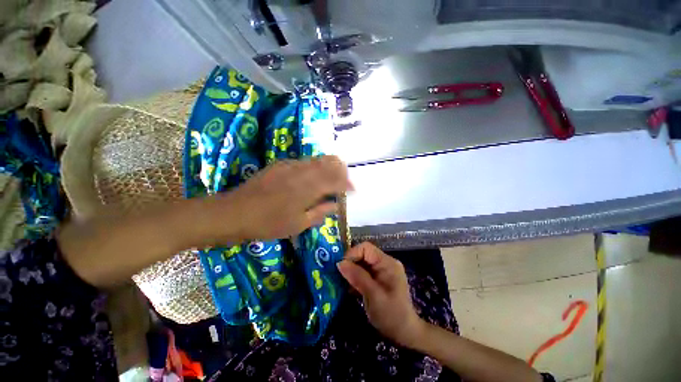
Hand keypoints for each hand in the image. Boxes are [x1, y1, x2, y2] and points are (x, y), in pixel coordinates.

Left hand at [204, 155, 352, 242]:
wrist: (234, 212)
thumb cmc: (268, 223)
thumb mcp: (298, 224)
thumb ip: (320, 212)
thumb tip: (335, 205)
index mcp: (308, 188)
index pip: (336, 180)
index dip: (347, 184)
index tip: (353, 190)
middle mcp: (303, 172)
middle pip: (330, 163)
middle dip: (341, 170)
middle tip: (344, 182)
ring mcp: (290, 165)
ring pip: (318, 159)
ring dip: (329, 167)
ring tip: (332, 178)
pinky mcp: (281, 164)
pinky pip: (304, 161)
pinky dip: (315, 167)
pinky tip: (312, 177)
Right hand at [336, 242, 425, 347]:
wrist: (404, 334)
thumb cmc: (391, 315)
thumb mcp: (373, 295)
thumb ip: (357, 277)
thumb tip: (340, 263)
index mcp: (387, 263)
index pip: (366, 248)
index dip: (352, 253)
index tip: (340, 267)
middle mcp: (385, 263)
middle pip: (363, 254)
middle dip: (350, 263)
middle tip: (338, 276)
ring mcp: (382, 271)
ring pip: (361, 263)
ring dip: (351, 271)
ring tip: (342, 282)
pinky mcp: (378, 279)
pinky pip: (363, 272)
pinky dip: (355, 277)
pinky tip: (349, 288)